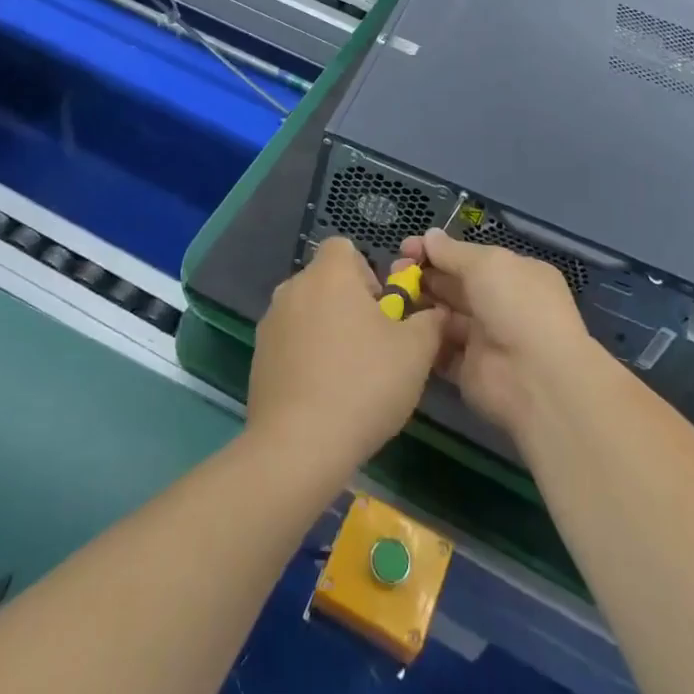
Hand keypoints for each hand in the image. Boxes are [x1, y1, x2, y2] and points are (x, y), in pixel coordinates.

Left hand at [247, 237, 445, 480]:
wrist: (298, 446)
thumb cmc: (363, 384)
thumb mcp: (416, 351)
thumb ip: (430, 321)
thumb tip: (434, 312)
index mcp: (329, 274)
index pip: (344, 247)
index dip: (367, 271)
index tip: (381, 309)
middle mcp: (293, 287)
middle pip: (326, 280)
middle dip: (350, 304)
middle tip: (374, 345)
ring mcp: (270, 323)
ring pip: (308, 312)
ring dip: (328, 330)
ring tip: (349, 375)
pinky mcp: (258, 357)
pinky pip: (290, 342)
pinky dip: (306, 356)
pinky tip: (323, 394)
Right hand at [402, 228, 599, 440]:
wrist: (536, 378)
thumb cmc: (516, 306)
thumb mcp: (487, 264)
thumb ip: (453, 252)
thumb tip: (429, 236)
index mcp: (513, 274)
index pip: (468, 258)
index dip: (437, 251)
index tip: (406, 248)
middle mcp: (499, 304)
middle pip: (453, 285)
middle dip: (423, 275)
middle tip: (392, 271)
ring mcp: (483, 338)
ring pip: (443, 315)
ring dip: (418, 304)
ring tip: (389, 295)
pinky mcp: (467, 369)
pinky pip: (439, 349)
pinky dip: (421, 337)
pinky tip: (398, 325)